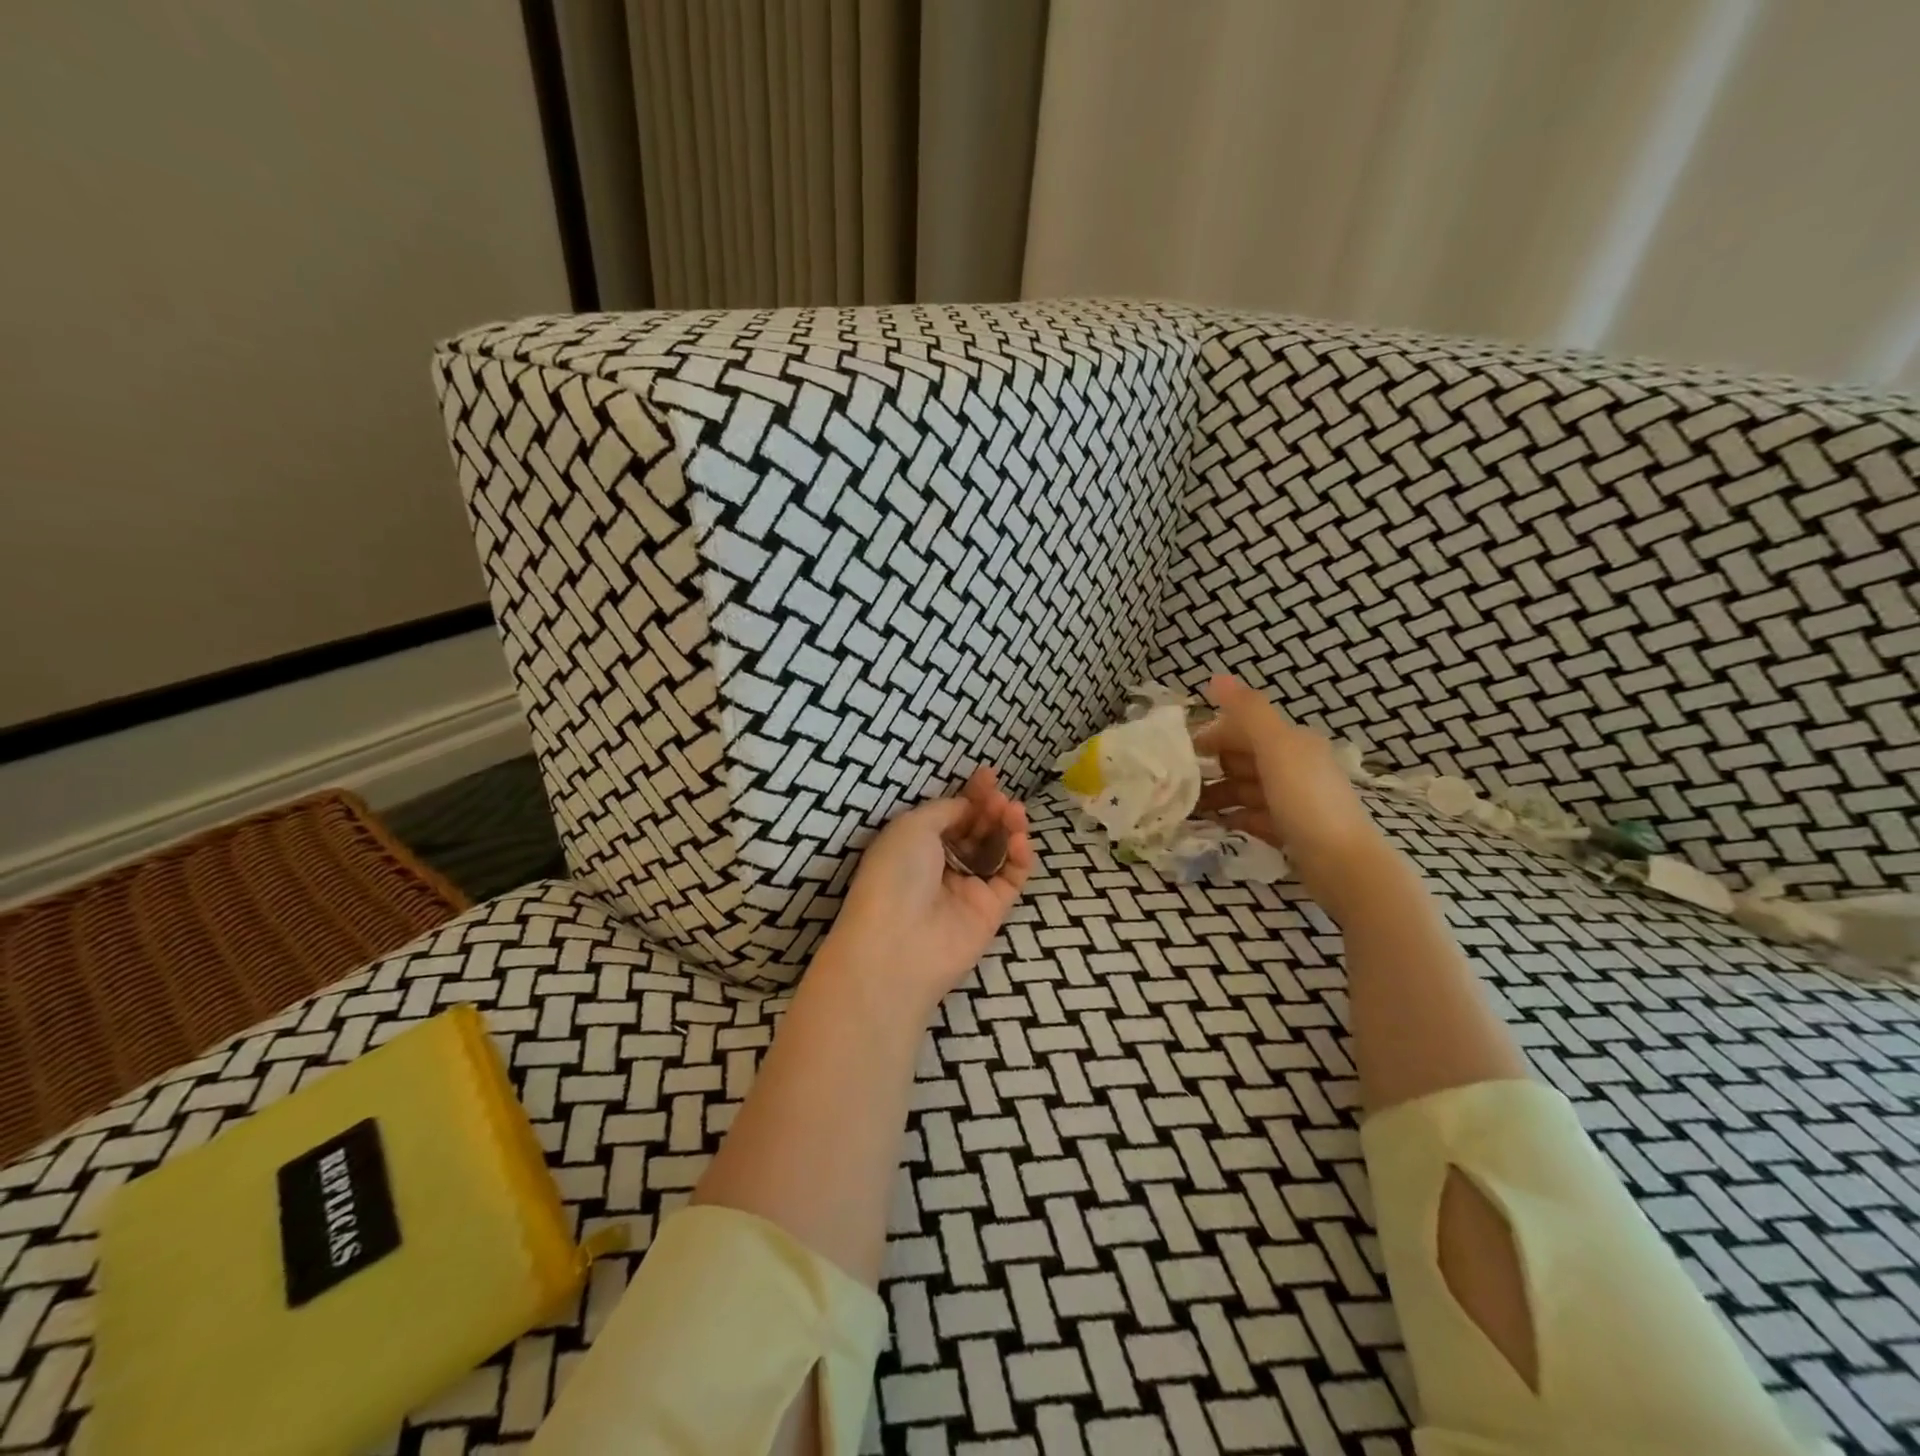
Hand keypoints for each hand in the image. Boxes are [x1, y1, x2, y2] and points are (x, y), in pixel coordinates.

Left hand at [815, 766, 1034, 1021]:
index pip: (951, 814)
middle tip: (1001, 796)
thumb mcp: (912, 826)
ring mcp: (967, 889)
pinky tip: (1020, 839)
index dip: (970, 794)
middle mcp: (941, 866)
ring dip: (1007, 827)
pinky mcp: (990, 911)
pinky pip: (1011, 877)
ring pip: (996, 851)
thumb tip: (967, 805)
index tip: (989, 775)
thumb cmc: (895, 874)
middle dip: (990, 809)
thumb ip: (946, 810)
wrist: (898, 943)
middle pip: (976, 830)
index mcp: (916, 844)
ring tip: (1015, 811)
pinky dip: (1018, 857)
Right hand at [1194, 674, 1392, 918]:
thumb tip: (1216, 677)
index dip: (1212, 735)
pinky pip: (1254, 817)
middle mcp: (1295, 766)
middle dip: (1211, 767)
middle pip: (1244, 759)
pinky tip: (1214, 826)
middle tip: (1177, 782)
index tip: (1179, 752)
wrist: (1343, 865)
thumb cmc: (1306, 801)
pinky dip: (1234, 817)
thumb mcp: (1276, 749)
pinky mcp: (1291, 831)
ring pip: (1246, 789)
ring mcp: (1294, 801)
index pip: (1245, 729)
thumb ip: (1248, 712)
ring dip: (1219, 794)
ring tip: (1187, 808)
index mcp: (1292, 742)